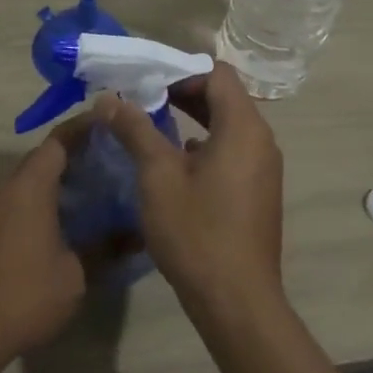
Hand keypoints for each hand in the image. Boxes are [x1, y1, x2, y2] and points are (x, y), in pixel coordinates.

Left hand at [0, 128, 86, 366]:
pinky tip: (62, 224)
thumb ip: (105, 247)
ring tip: (92, 191)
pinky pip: (16, 203)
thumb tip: (135, 234)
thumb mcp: (76, 273)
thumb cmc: (25, 294)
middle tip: (109, 161)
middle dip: (74, 156)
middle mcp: (6, 189)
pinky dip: (40, 202)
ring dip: (56, 182)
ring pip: (27, 182)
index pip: (59, 141)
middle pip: (42, 159)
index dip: (84, 129)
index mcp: (30, 186)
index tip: (109, 123)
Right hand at [98, 63, 284, 317]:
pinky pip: (233, 151)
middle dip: (183, 93)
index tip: (147, 80)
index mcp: (243, 126)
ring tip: (153, 126)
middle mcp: (261, 140)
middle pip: (224, 97)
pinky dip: (206, 145)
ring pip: (228, 126)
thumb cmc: (196, 231)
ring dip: (194, 119)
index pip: (216, 74)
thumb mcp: (158, 176)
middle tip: (144, 98)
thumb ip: (136, 130)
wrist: (237, 302)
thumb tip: (109, 99)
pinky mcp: (259, 191)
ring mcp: (264, 168)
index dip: (181, 71)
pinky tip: (176, 162)